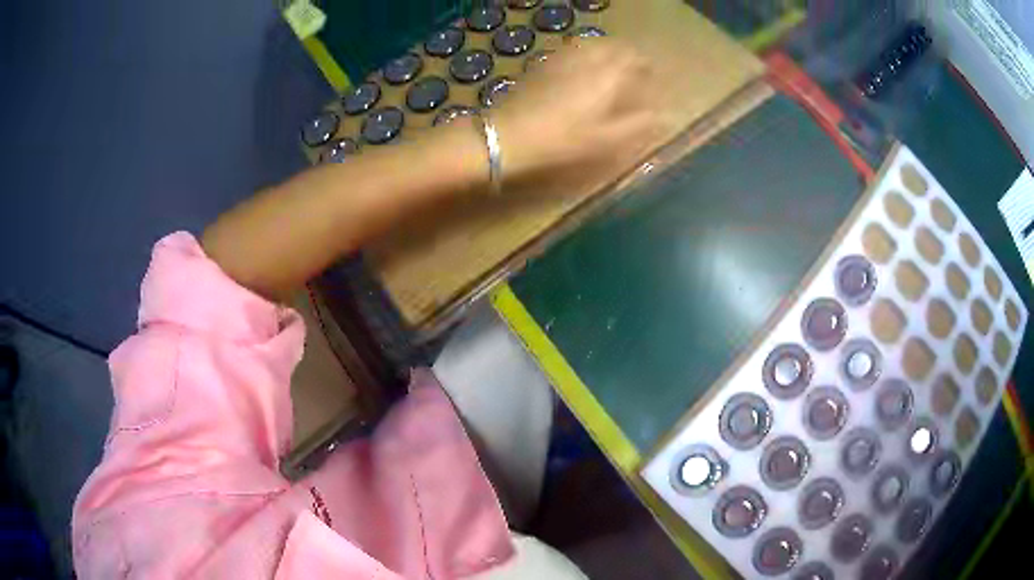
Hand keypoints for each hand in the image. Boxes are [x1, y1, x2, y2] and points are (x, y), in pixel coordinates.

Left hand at [489, 38, 675, 188]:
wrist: (508, 135)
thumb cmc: (564, 140)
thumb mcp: (608, 139)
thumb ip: (639, 124)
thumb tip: (664, 115)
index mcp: (609, 72)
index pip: (637, 58)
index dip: (647, 67)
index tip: (653, 80)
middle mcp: (587, 56)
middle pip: (615, 46)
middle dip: (629, 57)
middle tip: (634, 75)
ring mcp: (562, 57)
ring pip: (592, 45)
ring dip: (607, 54)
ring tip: (611, 72)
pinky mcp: (542, 64)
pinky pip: (572, 51)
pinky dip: (585, 57)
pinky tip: (581, 74)